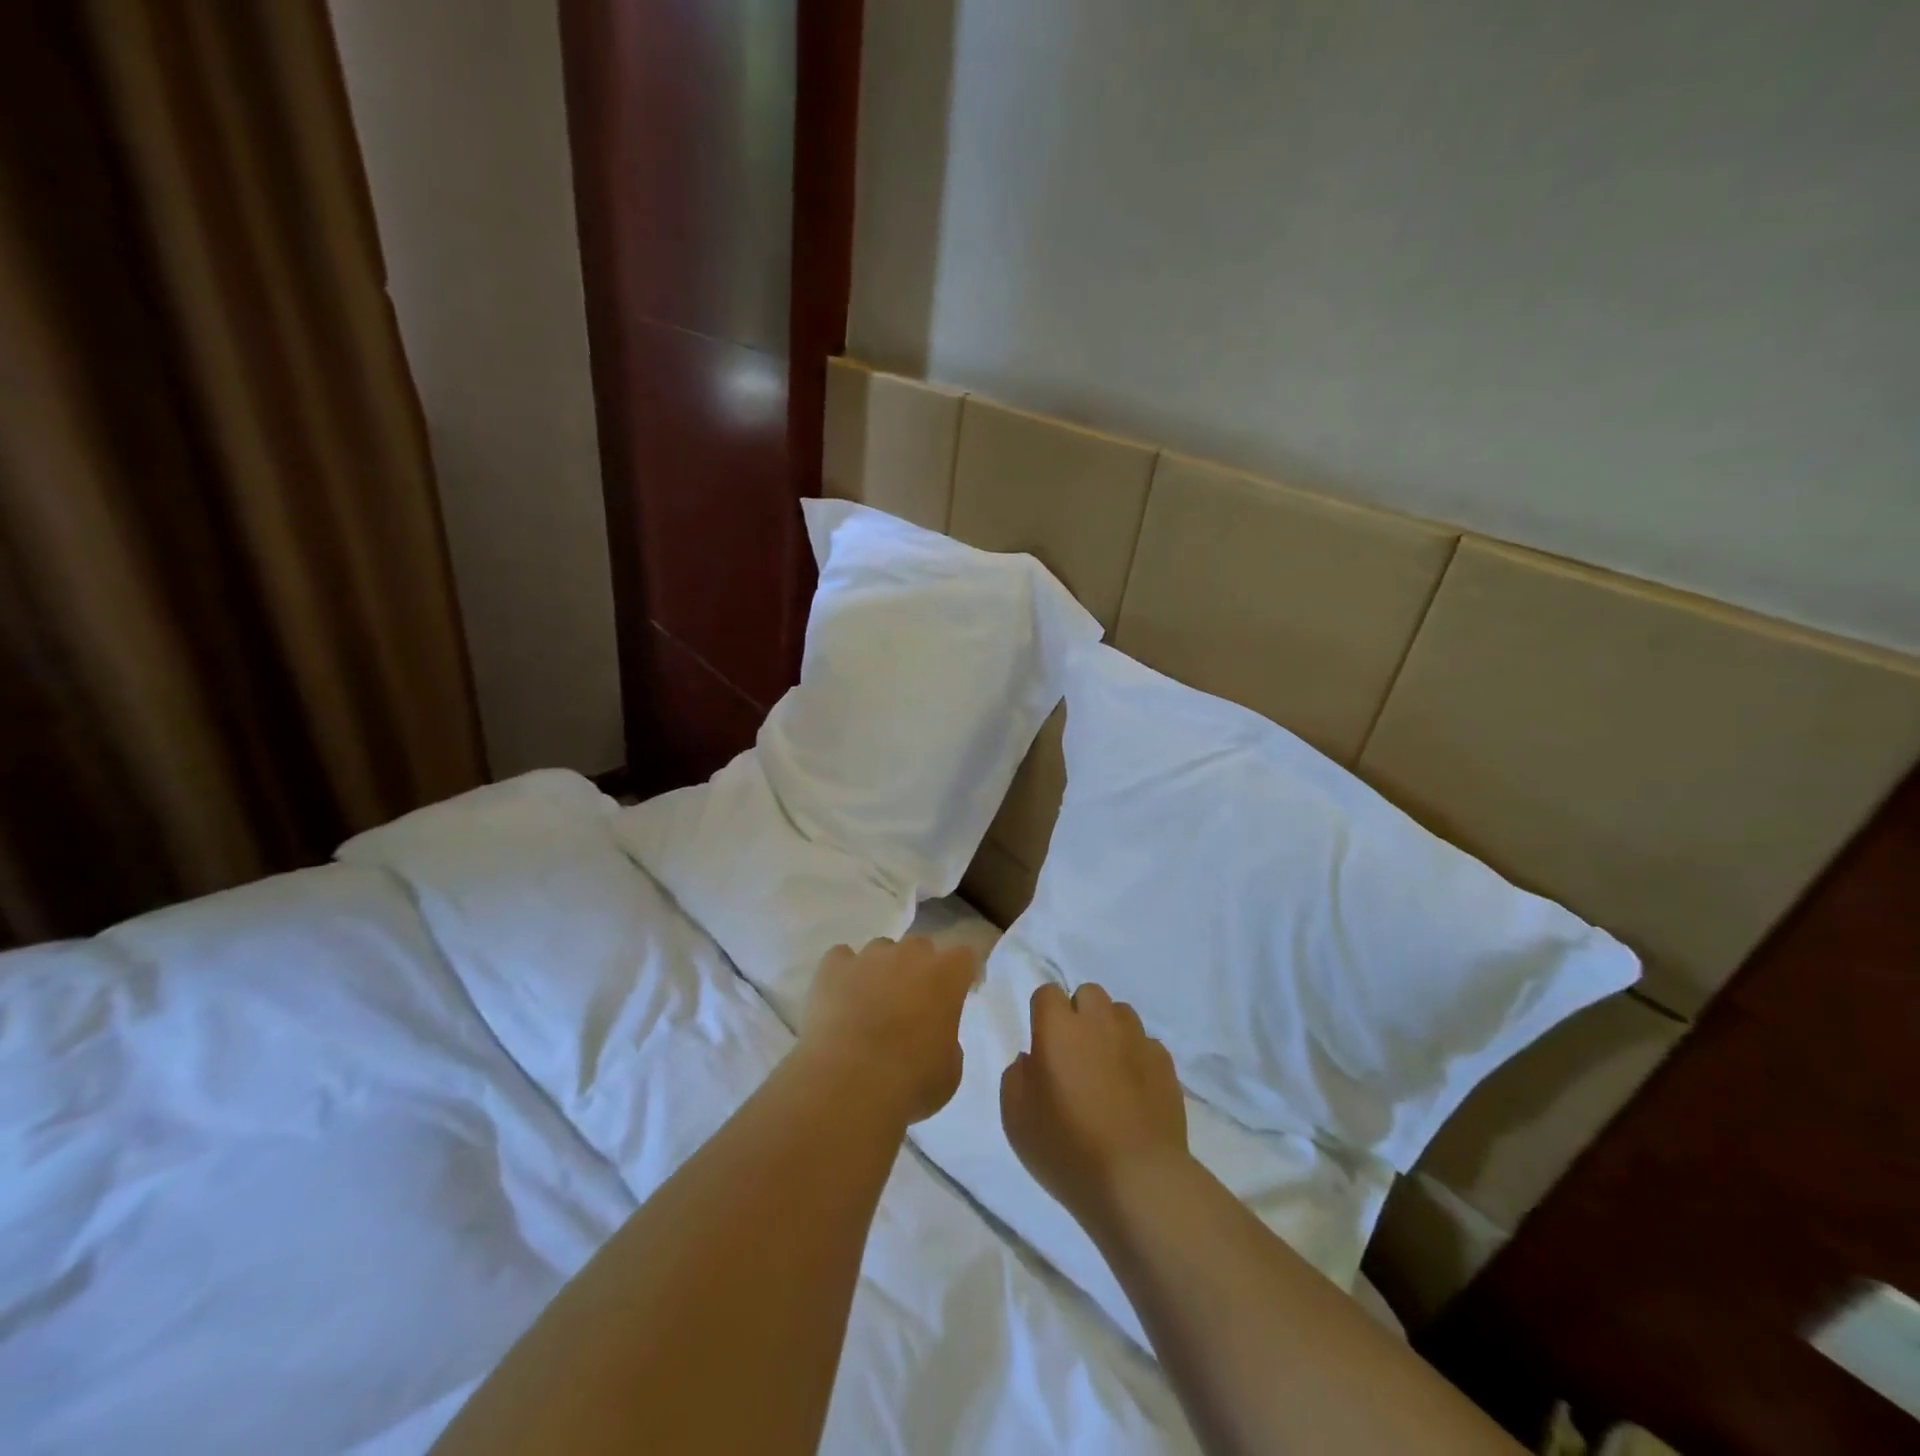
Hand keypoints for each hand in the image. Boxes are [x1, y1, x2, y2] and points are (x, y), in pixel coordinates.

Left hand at [797, 936, 978, 1124]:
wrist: (848, 1084)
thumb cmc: (910, 1081)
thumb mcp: (949, 1071)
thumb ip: (947, 1040)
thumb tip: (932, 1034)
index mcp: (946, 975)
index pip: (964, 956)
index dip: (960, 974)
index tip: (956, 994)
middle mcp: (909, 954)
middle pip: (920, 947)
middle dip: (918, 968)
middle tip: (911, 1003)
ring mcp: (868, 957)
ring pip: (880, 950)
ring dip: (881, 970)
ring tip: (870, 1005)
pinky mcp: (832, 967)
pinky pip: (841, 958)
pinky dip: (843, 974)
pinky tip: (839, 999)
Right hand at [1001, 982, 1189, 1230]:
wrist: (1138, 1180)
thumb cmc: (1067, 1149)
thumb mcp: (1016, 1119)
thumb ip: (1016, 1077)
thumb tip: (1030, 1059)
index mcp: (1058, 1028)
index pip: (1047, 993)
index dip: (1043, 1014)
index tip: (1042, 1043)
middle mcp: (1098, 1022)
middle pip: (1088, 993)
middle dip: (1079, 1013)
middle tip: (1074, 1052)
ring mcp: (1136, 1039)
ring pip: (1120, 1013)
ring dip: (1109, 1030)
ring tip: (1106, 1067)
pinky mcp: (1165, 1063)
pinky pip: (1146, 1043)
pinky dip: (1136, 1056)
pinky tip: (1133, 1088)